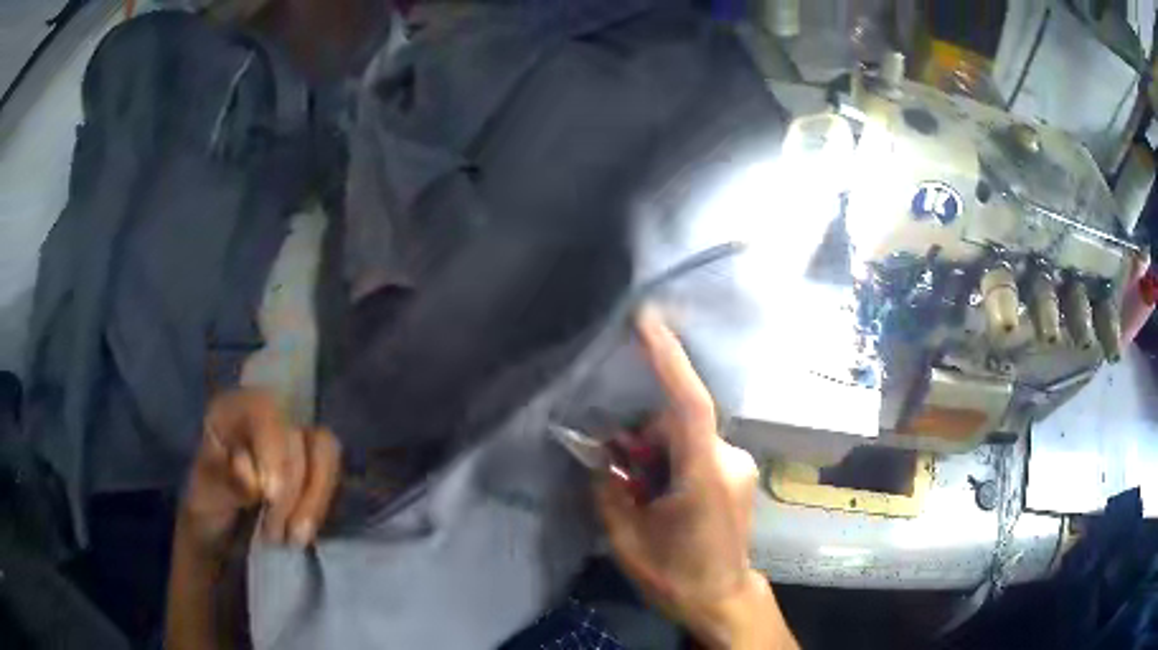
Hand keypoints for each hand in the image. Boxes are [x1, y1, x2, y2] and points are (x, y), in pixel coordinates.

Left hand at [178, 389, 340, 559]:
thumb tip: (252, 476)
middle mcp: (265, 415)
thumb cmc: (206, 512)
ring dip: (314, 500)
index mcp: (231, 411)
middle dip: (290, 492)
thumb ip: (225, 483)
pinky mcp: (312, 465)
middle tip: (274, 534)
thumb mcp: (204, 499)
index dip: (272, 450)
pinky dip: (321, 505)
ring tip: (294, 538)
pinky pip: (332, 475)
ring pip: (324, 452)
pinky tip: (305, 531)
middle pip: (296, 437)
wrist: (220, 538)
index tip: (270, 496)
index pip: (263, 411)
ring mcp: (292, 438)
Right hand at [596, 310, 793, 648]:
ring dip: (659, 452)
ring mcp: (740, 465)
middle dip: (644, 438)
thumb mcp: (628, 540)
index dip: (669, 358)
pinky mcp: (739, 471)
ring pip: (688, 435)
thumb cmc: (676, 576)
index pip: (689, 404)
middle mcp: (730, 460)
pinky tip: (664, 493)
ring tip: (644, 493)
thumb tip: (598, 456)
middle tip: (620, 474)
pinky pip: (699, 447)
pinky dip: (674, 458)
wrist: (722, 598)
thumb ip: (609, 491)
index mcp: (704, 476)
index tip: (646, 319)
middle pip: (679, 422)